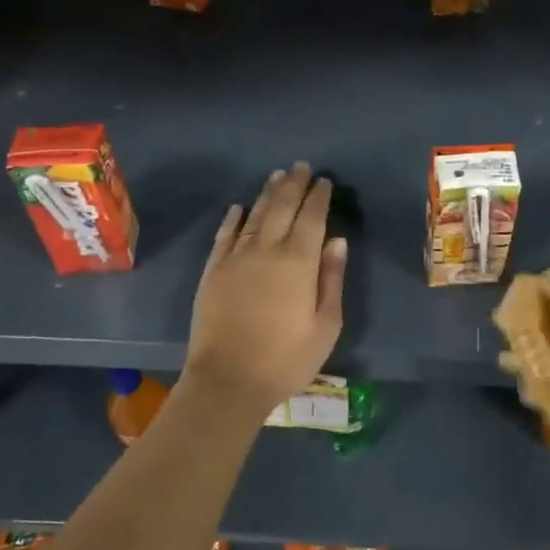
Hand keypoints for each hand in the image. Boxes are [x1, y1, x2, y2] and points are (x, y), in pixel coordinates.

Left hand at [183, 162, 345, 414]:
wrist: (228, 381)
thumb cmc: (286, 358)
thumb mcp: (326, 324)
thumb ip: (331, 278)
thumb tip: (336, 240)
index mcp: (299, 261)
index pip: (312, 217)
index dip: (319, 196)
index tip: (324, 181)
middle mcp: (266, 249)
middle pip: (282, 207)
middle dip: (294, 184)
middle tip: (301, 167)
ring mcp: (236, 258)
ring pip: (254, 214)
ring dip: (267, 193)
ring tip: (277, 176)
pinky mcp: (213, 271)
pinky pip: (225, 235)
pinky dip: (234, 218)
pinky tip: (239, 207)